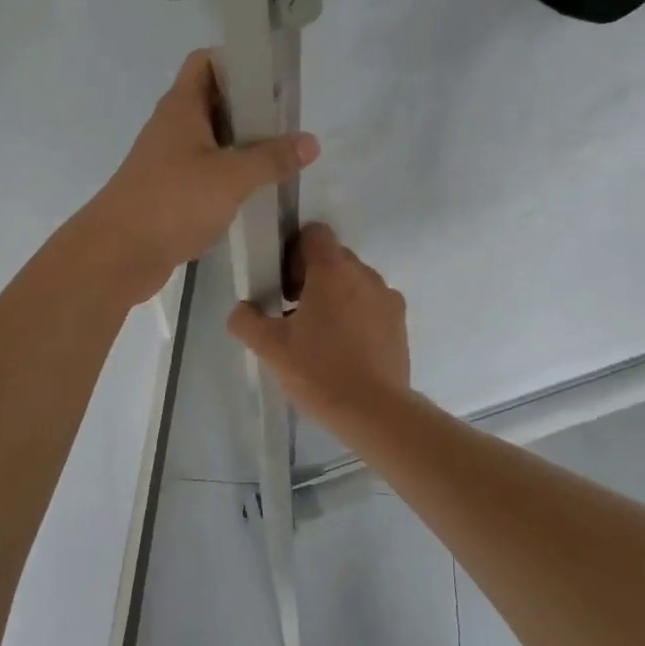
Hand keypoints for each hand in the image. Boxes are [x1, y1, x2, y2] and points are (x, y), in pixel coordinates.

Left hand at [82, 51, 318, 303]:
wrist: (116, 255)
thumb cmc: (172, 202)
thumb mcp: (231, 177)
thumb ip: (272, 159)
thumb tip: (310, 142)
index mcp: (181, 107)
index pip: (206, 62)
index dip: (238, 61)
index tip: (273, 79)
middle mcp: (172, 128)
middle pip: (214, 102)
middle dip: (251, 109)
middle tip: (289, 125)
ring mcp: (168, 162)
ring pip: (212, 141)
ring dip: (243, 147)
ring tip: (281, 159)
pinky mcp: (169, 193)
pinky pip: (205, 173)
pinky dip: (229, 177)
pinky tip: (255, 193)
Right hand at [227, 223, 410, 427]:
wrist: (375, 412)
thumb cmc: (319, 371)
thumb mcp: (269, 347)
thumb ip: (246, 320)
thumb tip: (243, 308)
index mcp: (332, 270)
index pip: (314, 233)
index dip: (293, 251)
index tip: (284, 284)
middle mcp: (364, 274)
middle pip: (333, 258)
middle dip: (311, 276)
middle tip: (293, 314)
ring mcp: (387, 298)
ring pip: (354, 282)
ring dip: (335, 296)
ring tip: (320, 336)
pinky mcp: (400, 323)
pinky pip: (372, 304)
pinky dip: (356, 315)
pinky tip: (344, 349)